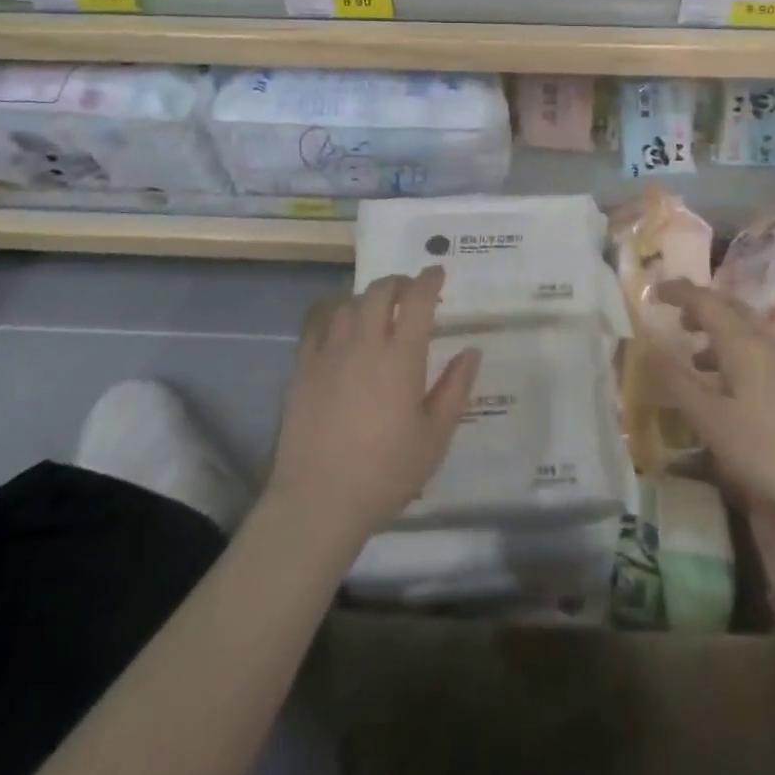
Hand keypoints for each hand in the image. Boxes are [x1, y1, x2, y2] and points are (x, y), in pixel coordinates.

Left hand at [266, 268, 480, 547]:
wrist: (318, 501)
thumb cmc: (386, 472)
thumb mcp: (435, 436)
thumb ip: (455, 388)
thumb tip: (471, 351)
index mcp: (401, 355)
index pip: (418, 299)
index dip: (429, 279)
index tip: (438, 273)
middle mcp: (364, 342)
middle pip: (380, 291)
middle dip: (399, 282)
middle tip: (410, 291)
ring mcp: (329, 353)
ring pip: (348, 304)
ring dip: (368, 299)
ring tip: (377, 311)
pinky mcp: (302, 370)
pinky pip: (318, 327)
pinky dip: (334, 317)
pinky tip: (339, 330)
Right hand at [647, 280, 774, 523]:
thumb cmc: (767, 447)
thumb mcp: (712, 419)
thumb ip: (677, 382)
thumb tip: (647, 347)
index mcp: (742, 341)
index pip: (705, 300)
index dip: (678, 292)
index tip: (655, 291)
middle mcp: (765, 341)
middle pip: (730, 310)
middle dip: (701, 309)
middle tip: (676, 319)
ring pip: (746, 333)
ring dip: (717, 335)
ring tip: (695, 357)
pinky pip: (758, 354)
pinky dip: (734, 356)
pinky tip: (728, 389)